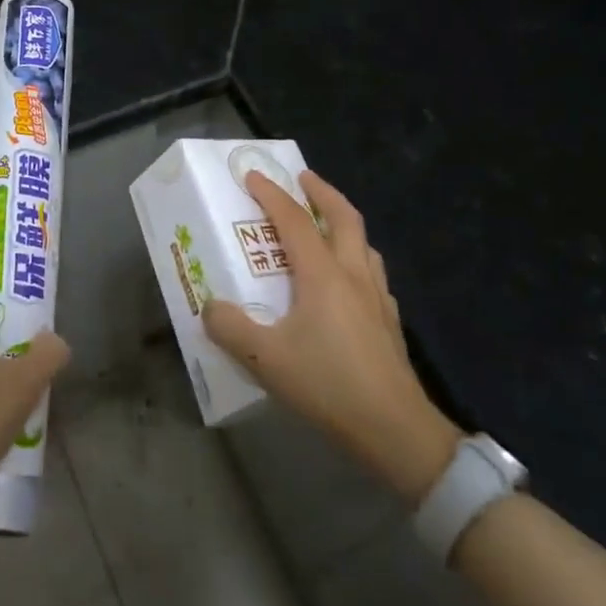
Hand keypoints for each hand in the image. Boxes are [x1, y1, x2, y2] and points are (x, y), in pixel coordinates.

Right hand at [205, 170, 459, 503]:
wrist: (395, 430)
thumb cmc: (328, 386)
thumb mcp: (265, 359)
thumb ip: (230, 328)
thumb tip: (210, 307)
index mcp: (322, 275)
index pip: (294, 220)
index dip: (271, 194)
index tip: (252, 175)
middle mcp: (353, 275)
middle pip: (343, 217)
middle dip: (321, 191)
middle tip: (302, 178)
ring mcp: (377, 297)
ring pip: (363, 242)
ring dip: (342, 221)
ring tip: (324, 223)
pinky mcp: (388, 320)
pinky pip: (371, 271)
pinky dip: (355, 256)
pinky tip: (346, 280)